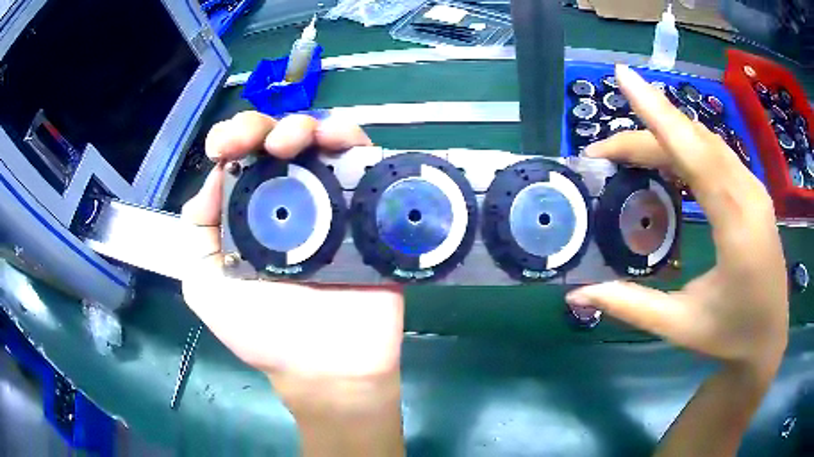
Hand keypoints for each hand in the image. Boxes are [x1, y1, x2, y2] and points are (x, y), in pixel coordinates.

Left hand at [180, 113, 403, 391]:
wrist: (326, 368)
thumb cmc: (262, 334)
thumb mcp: (206, 286)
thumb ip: (198, 235)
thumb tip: (214, 179)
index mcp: (249, 212)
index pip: (239, 158)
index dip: (231, 138)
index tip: (226, 145)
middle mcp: (289, 200)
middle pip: (279, 141)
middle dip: (266, 127)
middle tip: (269, 143)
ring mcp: (331, 203)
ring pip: (322, 143)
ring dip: (310, 126)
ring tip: (301, 139)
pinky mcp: (367, 214)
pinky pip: (365, 165)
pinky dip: (353, 141)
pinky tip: (341, 140)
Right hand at [567, 65, 788, 368]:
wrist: (769, 339)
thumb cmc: (731, 337)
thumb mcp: (680, 327)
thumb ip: (632, 305)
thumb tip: (577, 294)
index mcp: (736, 228)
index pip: (696, 155)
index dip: (658, 113)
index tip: (623, 78)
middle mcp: (749, 196)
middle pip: (695, 141)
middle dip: (647, 131)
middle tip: (604, 152)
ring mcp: (755, 189)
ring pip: (707, 142)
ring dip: (667, 135)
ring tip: (629, 152)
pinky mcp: (754, 191)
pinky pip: (717, 154)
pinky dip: (687, 146)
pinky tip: (668, 158)